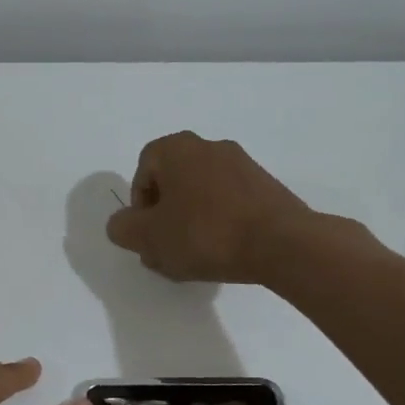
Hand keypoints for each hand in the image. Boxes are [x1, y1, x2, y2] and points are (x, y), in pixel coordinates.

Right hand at [105, 131, 336, 283]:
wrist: (281, 243)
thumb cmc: (205, 233)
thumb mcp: (148, 237)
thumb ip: (123, 228)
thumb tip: (124, 224)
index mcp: (178, 148)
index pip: (144, 169)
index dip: (139, 205)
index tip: (148, 233)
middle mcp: (210, 146)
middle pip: (173, 182)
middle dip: (164, 216)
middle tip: (166, 249)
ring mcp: (243, 164)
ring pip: (201, 194)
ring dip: (191, 222)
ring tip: (194, 257)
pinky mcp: (266, 186)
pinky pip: (229, 203)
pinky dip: (219, 223)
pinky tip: (222, 253)